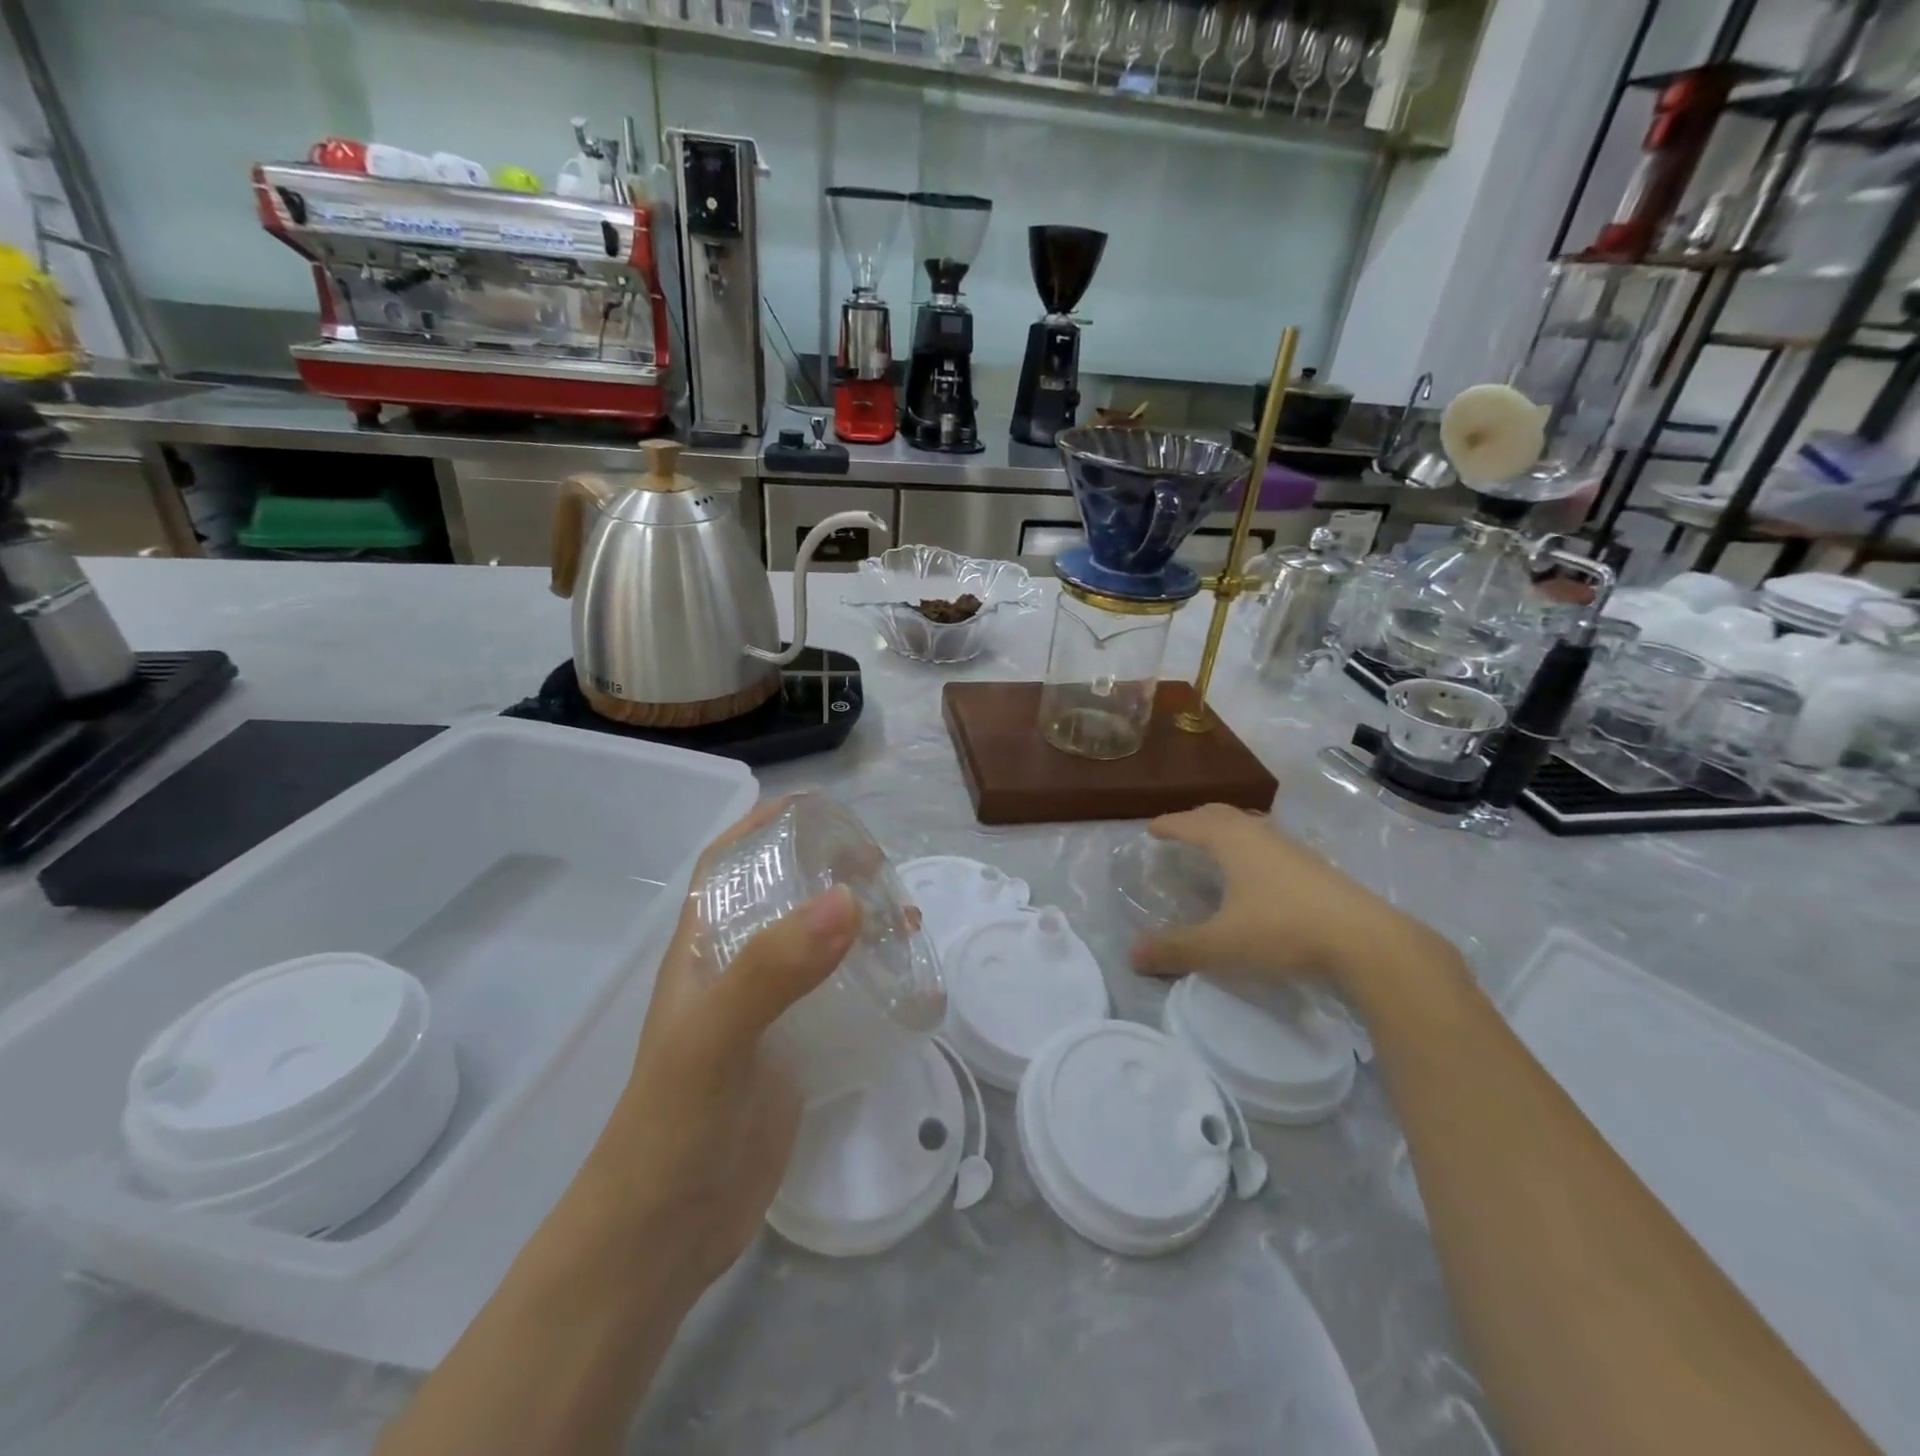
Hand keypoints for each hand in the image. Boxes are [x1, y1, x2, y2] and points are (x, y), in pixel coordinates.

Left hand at [581, 798, 860, 1300]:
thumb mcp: (715, 1039)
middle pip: (778, 898)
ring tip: (901, 912)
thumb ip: (773, 969)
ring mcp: (765, 1015)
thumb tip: (847, 899)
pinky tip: (900, 975)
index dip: (760, 827)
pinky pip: (834, 995)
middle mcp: (733, 973)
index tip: (817, 810)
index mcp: (701, 952)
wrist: (664, 1239)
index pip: (722, 866)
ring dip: (852, 920)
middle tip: (878, 864)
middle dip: (823, 870)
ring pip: (812, 946)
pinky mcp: (793, 1053)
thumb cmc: (673, 1128)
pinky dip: (866, 973)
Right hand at [1128, 804, 1443, 994]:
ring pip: (1250, 827)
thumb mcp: (1222, 945)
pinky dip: (1250, 847)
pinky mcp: (1316, 867)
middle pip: (1221, 815)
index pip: (1191, 823)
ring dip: (1226, 830)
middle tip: (1179, 830)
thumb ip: (1176, 949)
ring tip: (1215, 847)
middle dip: (1195, 819)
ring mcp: (1292, 849)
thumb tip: (1131, 955)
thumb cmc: (1284, 931)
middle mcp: (1260, 835)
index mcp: (1232, 842)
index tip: (1150, 829)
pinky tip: (1257, 873)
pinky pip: (1270, 843)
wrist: (1368, 941)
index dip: (1168, 825)